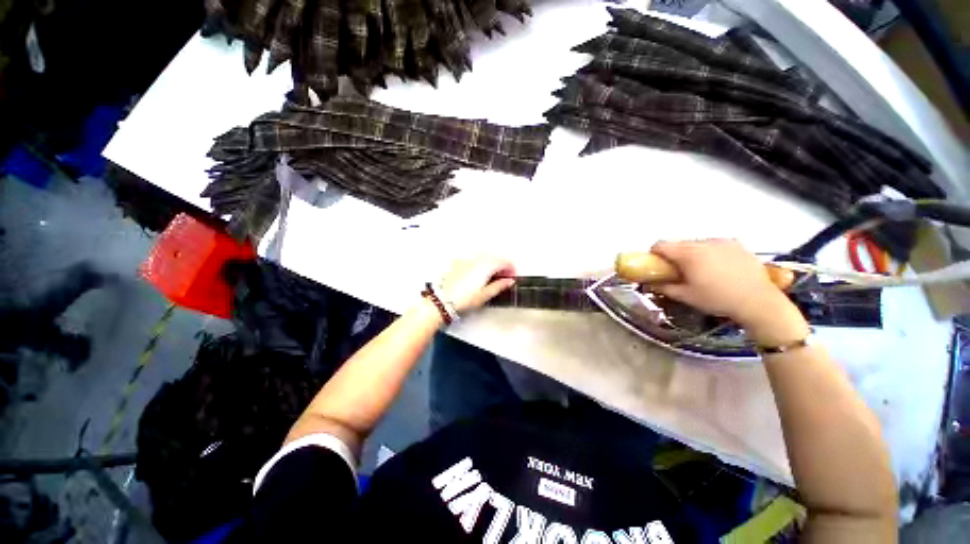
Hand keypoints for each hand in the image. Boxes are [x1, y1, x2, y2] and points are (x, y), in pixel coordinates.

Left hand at [438, 257, 515, 313]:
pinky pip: (475, 259)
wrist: (443, 300)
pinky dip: (481, 263)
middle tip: (505, 277)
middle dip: (503, 265)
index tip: (513, 276)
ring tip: (493, 276)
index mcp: (486, 266)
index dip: (511, 268)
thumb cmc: (463, 299)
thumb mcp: (484, 295)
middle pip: (495, 257)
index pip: (504, 261)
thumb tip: (509, 281)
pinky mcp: (459, 263)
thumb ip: (499, 286)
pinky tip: (479, 273)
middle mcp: (477, 259)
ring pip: (485, 256)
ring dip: (492, 263)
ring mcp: (467, 260)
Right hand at [650, 239, 807, 343]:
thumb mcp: (686, 296)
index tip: (656, 265)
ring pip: (697, 243)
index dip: (654, 254)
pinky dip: (709, 253)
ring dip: (692, 253)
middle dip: (674, 255)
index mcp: (688, 254)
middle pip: (679, 243)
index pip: (661, 245)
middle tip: (678, 271)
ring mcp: (722, 242)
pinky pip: (714, 245)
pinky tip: (718, 268)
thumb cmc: (718, 299)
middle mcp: (704, 242)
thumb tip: (652, 283)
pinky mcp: (737, 244)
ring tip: (700, 270)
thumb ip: (665, 287)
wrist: (759, 302)